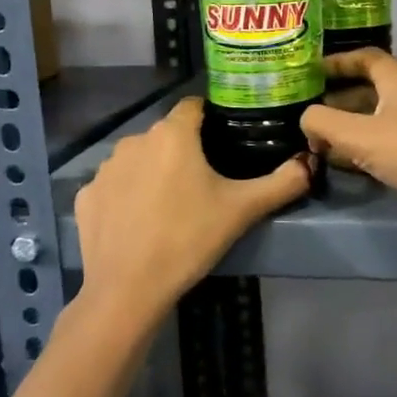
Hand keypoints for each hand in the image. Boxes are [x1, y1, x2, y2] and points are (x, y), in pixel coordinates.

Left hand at [74, 96, 311, 319]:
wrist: (128, 289)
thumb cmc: (189, 240)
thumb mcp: (243, 210)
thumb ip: (282, 182)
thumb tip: (310, 163)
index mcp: (172, 135)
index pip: (194, 107)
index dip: (212, 119)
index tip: (226, 142)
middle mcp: (134, 141)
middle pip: (166, 135)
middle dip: (184, 150)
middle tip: (206, 183)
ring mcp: (104, 169)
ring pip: (139, 159)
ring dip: (154, 172)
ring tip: (172, 206)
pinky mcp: (86, 196)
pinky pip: (114, 185)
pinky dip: (127, 196)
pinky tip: (140, 222)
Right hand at [303, 50, 396, 253]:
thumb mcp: (359, 134)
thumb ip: (323, 122)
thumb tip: (306, 119)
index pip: (365, 58)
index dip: (336, 61)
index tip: (307, 71)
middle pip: (366, 88)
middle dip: (334, 97)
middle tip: (301, 108)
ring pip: (371, 119)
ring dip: (343, 126)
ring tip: (310, 136)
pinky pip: (378, 144)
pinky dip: (357, 148)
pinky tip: (333, 160)